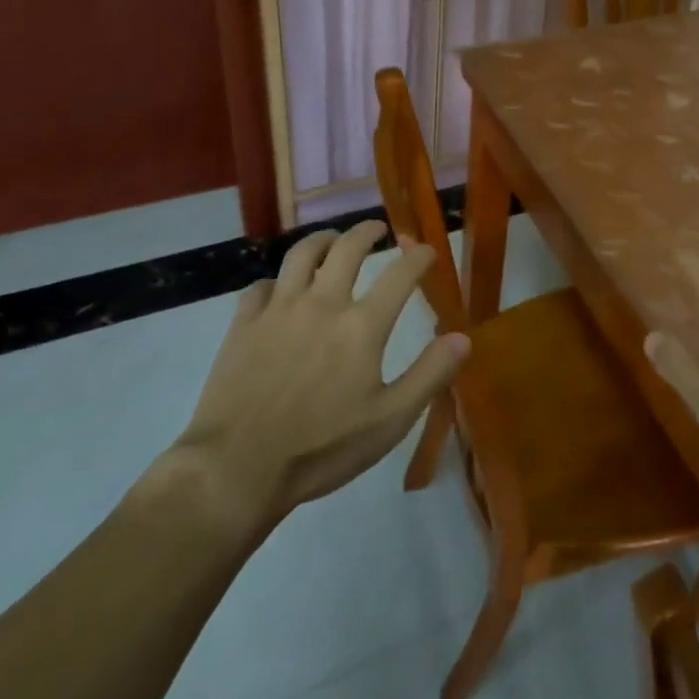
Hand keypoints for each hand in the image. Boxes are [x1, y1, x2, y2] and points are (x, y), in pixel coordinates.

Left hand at [167, 222, 469, 535]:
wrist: (235, 470)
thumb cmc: (321, 449)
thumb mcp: (390, 421)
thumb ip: (430, 375)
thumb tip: (463, 337)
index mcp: (362, 326)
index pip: (400, 274)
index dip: (418, 257)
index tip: (427, 251)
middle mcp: (322, 304)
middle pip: (347, 248)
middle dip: (367, 231)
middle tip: (378, 229)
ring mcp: (278, 310)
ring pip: (301, 254)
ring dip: (322, 240)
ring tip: (332, 240)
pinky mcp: (243, 325)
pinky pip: (261, 287)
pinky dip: (277, 281)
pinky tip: (280, 290)